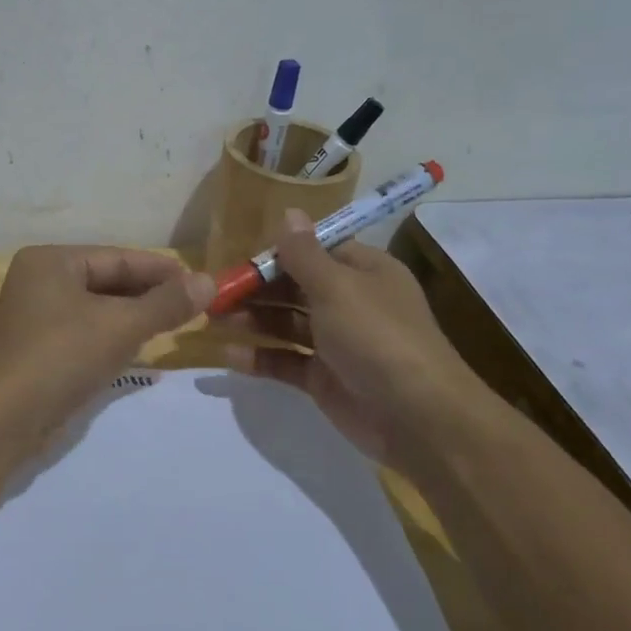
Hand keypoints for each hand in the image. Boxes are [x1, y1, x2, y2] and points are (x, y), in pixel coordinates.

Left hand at [0, 247, 214, 435]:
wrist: (4, 419)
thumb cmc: (62, 357)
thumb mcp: (120, 326)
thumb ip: (166, 303)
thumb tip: (209, 281)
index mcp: (51, 261)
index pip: (117, 258)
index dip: (161, 270)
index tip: (200, 282)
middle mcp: (40, 281)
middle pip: (107, 281)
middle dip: (149, 295)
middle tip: (194, 306)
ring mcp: (36, 316)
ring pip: (98, 308)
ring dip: (134, 317)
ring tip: (175, 325)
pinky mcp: (40, 348)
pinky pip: (86, 331)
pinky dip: (114, 336)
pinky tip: (142, 348)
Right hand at [220, 210, 484, 471]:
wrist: (418, 418)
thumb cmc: (377, 337)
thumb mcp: (337, 287)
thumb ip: (304, 254)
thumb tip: (289, 212)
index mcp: (363, 272)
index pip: (315, 251)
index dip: (277, 253)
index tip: (239, 259)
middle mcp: (351, 302)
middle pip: (295, 287)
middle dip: (256, 288)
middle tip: (215, 293)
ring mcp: (337, 343)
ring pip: (286, 324)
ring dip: (252, 320)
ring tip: (213, 319)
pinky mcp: (325, 378)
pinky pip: (286, 361)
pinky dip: (260, 358)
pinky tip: (229, 356)